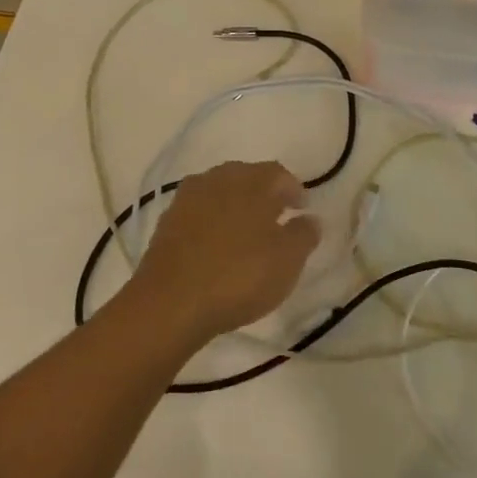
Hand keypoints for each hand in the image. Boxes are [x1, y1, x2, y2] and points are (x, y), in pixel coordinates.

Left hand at [132, 160, 320, 344]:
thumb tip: (310, 218)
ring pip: (220, 192)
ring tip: (246, 231)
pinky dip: (212, 221)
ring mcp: (187, 199)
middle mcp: (218, 179)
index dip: (294, 189)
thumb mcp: (287, 260)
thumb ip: (304, 234)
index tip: (303, 209)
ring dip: (235, 205)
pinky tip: (217, 244)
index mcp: (252, 181)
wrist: (169, 304)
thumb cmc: (239, 276)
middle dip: (264, 193)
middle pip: (247, 177)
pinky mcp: (166, 222)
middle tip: (276, 216)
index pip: (279, 173)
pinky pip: (198, 212)